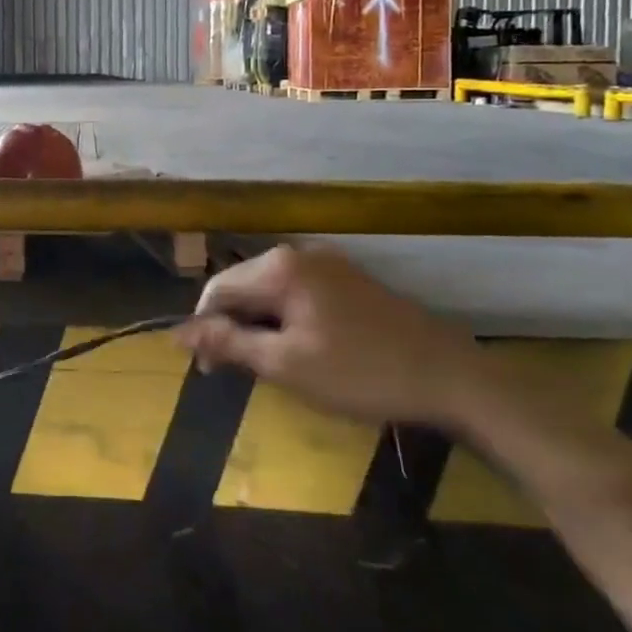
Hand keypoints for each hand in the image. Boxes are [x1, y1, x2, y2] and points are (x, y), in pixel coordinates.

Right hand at [177, 245, 483, 426]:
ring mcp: (329, 263)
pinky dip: (288, 320)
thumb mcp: (286, 365)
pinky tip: (302, 350)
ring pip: (271, 291)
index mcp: (280, 267)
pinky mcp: (350, 280)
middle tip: (240, 374)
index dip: (205, 330)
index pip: (217, 289)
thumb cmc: (360, 373)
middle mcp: (299, 253)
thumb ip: (228, 343)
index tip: (208, 372)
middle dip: (234, 327)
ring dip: (260, 326)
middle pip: (244, 286)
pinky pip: (299, 293)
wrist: (453, 378)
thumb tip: (178, 333)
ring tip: (271, 366)